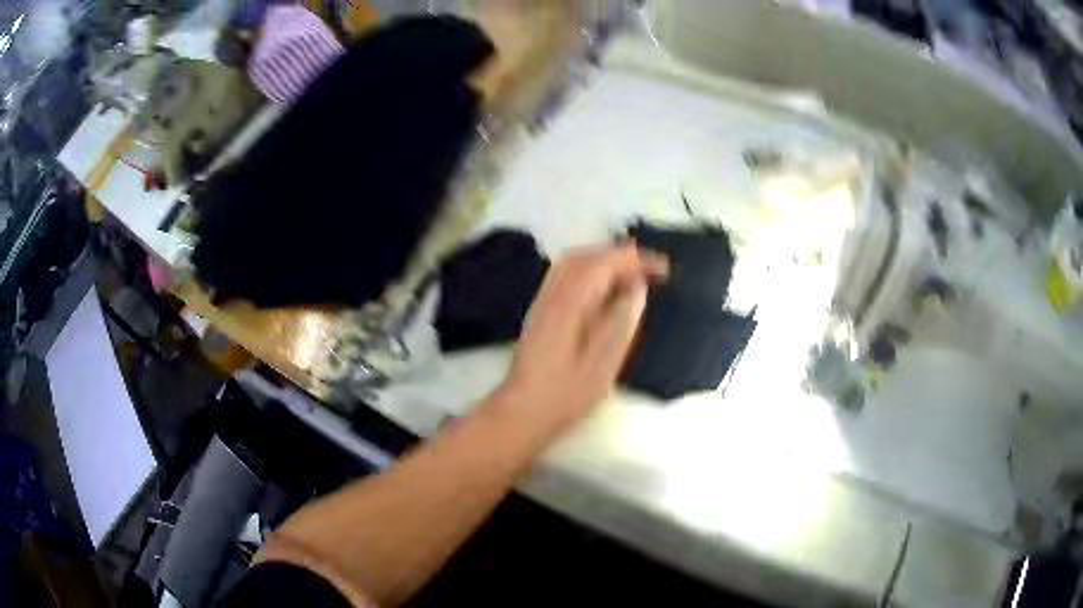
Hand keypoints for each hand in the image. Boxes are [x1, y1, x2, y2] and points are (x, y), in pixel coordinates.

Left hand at [483, 244, 667, 438]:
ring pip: (575, 263)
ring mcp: (543, 300)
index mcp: (569, 303)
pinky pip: (567, 275)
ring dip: (606, 260)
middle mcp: (552, 293)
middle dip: (622, 256)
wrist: (522, 411)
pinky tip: (605, 288)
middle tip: (652, 269)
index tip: (664, 269)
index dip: (636, 260)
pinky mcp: (541, 310)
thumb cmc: (566, 393)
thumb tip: (637, 286)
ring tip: (634, 274)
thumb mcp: (603, 362)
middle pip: (588, 256)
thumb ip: (621, 320)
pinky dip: (591, 271)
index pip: (604, 263)